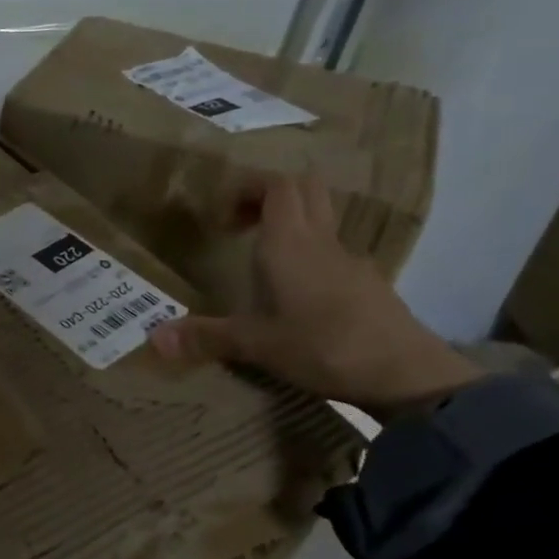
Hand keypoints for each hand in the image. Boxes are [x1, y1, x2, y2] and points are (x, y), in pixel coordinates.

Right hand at [148, 172, 481, 420]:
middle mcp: (322, 242)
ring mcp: (350, 261)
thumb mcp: (255, 344)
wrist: (405, 373)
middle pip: (304, 191)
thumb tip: (153, 338)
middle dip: (270, 198)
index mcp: (291, 243)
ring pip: (322, 221)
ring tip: (261, 262)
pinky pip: (333, 254)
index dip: (248, 189)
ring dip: (292, 226)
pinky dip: (310, 257)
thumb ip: (205, 337)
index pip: (277, 185)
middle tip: (240, 226)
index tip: (222, 218)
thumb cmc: (323, 346)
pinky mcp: (367, 285)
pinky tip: (295, 297)